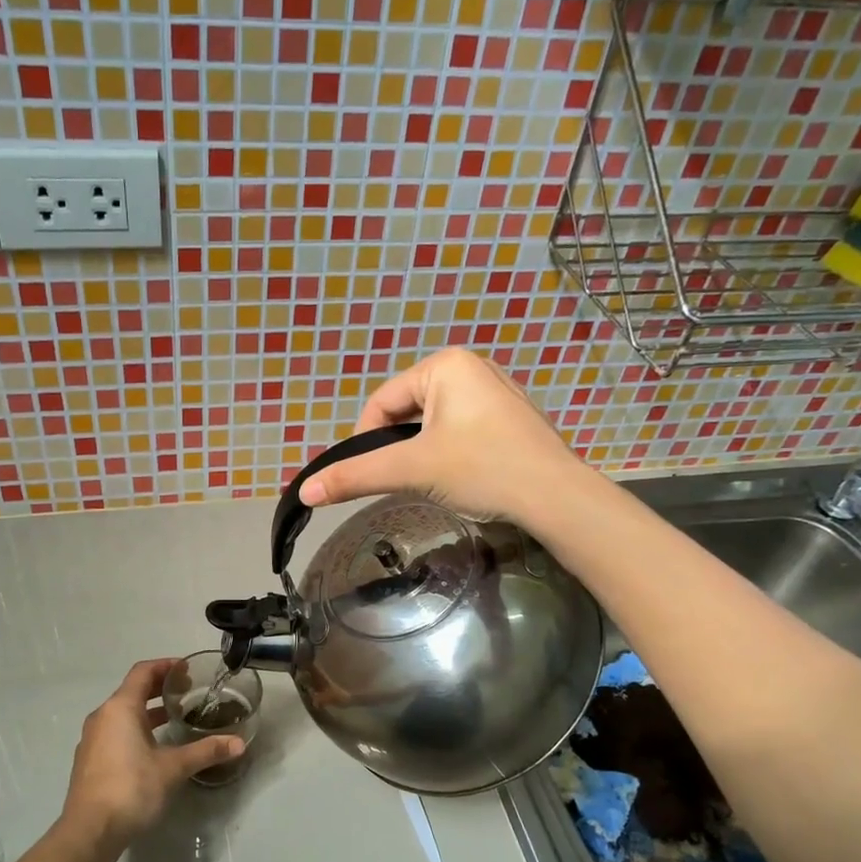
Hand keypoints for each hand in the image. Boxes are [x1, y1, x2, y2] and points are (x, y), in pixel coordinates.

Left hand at [59, 659, 244, 848]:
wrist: (90, 831)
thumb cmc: (131, 788)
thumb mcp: (173, 768)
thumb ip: (205, 751)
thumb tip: (239, 743)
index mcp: (120, 708)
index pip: (143, 672)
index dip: (166, 666)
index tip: (188, 669)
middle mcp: (102, 717)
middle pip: (132, 690)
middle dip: (159, 688)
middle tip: (188, 691)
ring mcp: (92, 739)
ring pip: (123, 713)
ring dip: (148, 710)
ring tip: (175, 717)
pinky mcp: (90, 760)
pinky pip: (115, 732)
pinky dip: (136, 729)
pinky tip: (154, 747)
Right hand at [298, 348, 589, 526]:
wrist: (556, 497)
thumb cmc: (482, 469)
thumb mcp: (412, 470)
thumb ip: (356, 476)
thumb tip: (305, 491)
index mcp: (446, 364)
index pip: (382, 401)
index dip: (366, 439)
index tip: (370, 474)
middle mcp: (471, 366)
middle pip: (408, 410)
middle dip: (400, 446)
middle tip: (406, 480)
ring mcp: (496, 391)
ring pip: (434, 423)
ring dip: (424, 452)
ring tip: (434, 481)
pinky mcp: (510, 417)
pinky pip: (461, 429)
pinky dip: (450, 452)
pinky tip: (462, 476)